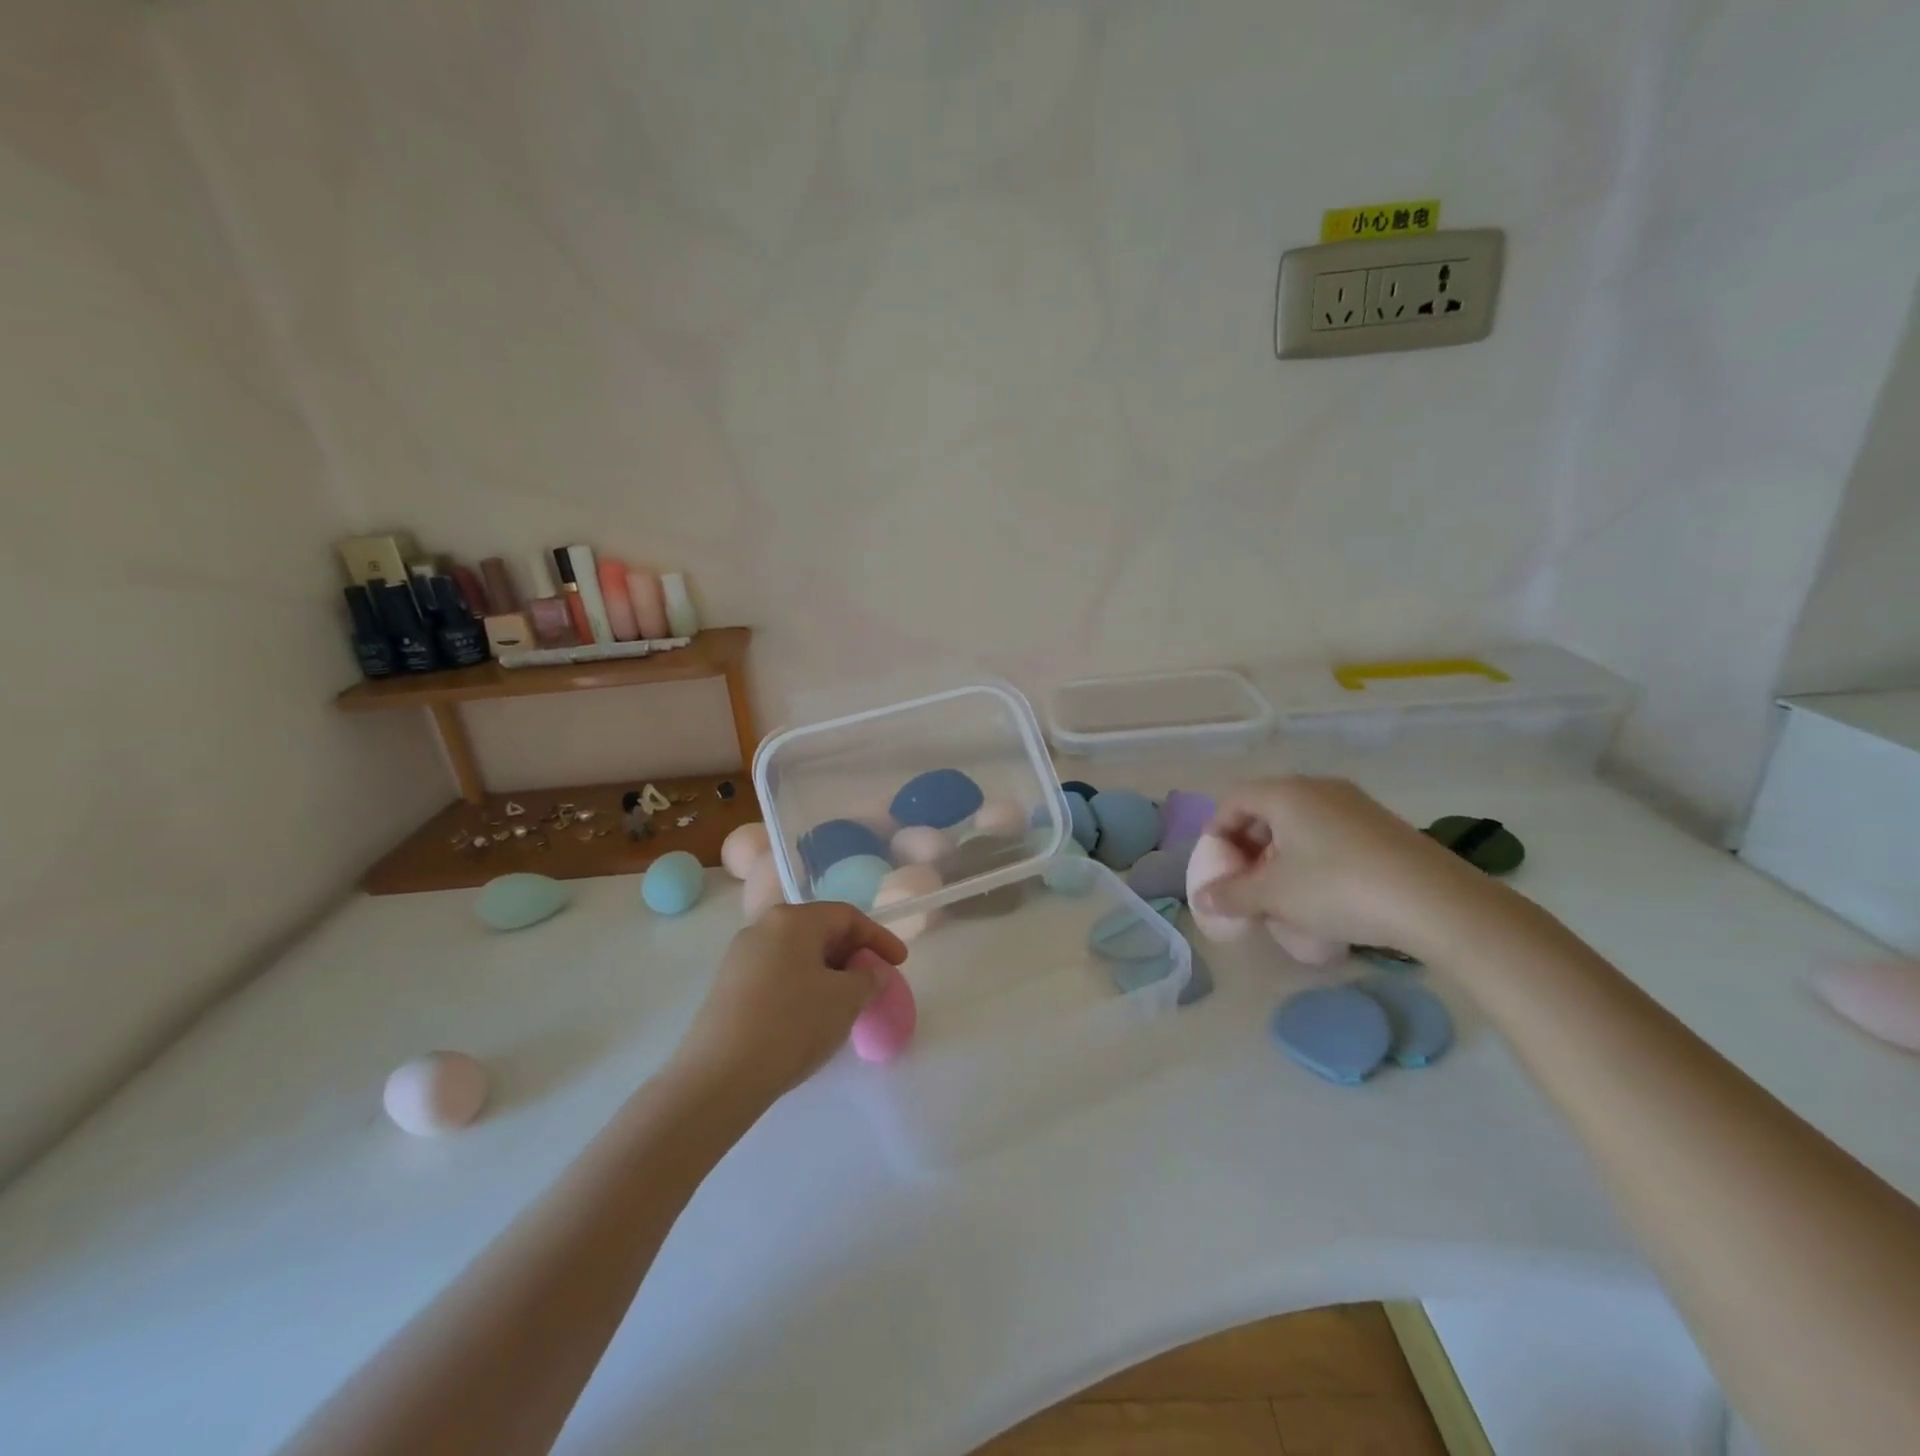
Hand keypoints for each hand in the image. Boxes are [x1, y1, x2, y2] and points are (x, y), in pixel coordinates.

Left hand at [666, 903, 908, 1108]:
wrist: (718, 1077)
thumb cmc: (791, 1025)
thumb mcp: (845, 1000)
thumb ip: (869, 978)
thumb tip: (872, 972)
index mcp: (793, 919)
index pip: (847, 916)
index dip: (879, 938)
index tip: (900, 964)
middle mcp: (763, 927)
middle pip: (820, 931)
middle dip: (853, 955)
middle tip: (873, 983)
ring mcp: (740, 956)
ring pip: (797, 954)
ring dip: (828, 973)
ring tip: (845, 1004)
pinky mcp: (727, 986)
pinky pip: (777, 974)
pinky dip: (802, 987)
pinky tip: (810, 1017)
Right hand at [1198, 776, 1500, 959]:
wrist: (1436, 902)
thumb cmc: (1338, 889)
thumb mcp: (1274, 897)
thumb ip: (1232, 895)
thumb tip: (1203, 898)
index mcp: (1285, 793)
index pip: (1233, 799)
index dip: (1217, 831)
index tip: (1218, 867)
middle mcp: (1318, 787)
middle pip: (1266, 807)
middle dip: (1248, 844)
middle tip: (1246, 880)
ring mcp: (1354, 803)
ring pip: (1299, 820)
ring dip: (1280, 851)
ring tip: (1282, 889)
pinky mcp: (1382, 824)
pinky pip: (1329, 830)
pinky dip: (1312, 852)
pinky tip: (1323, 889)